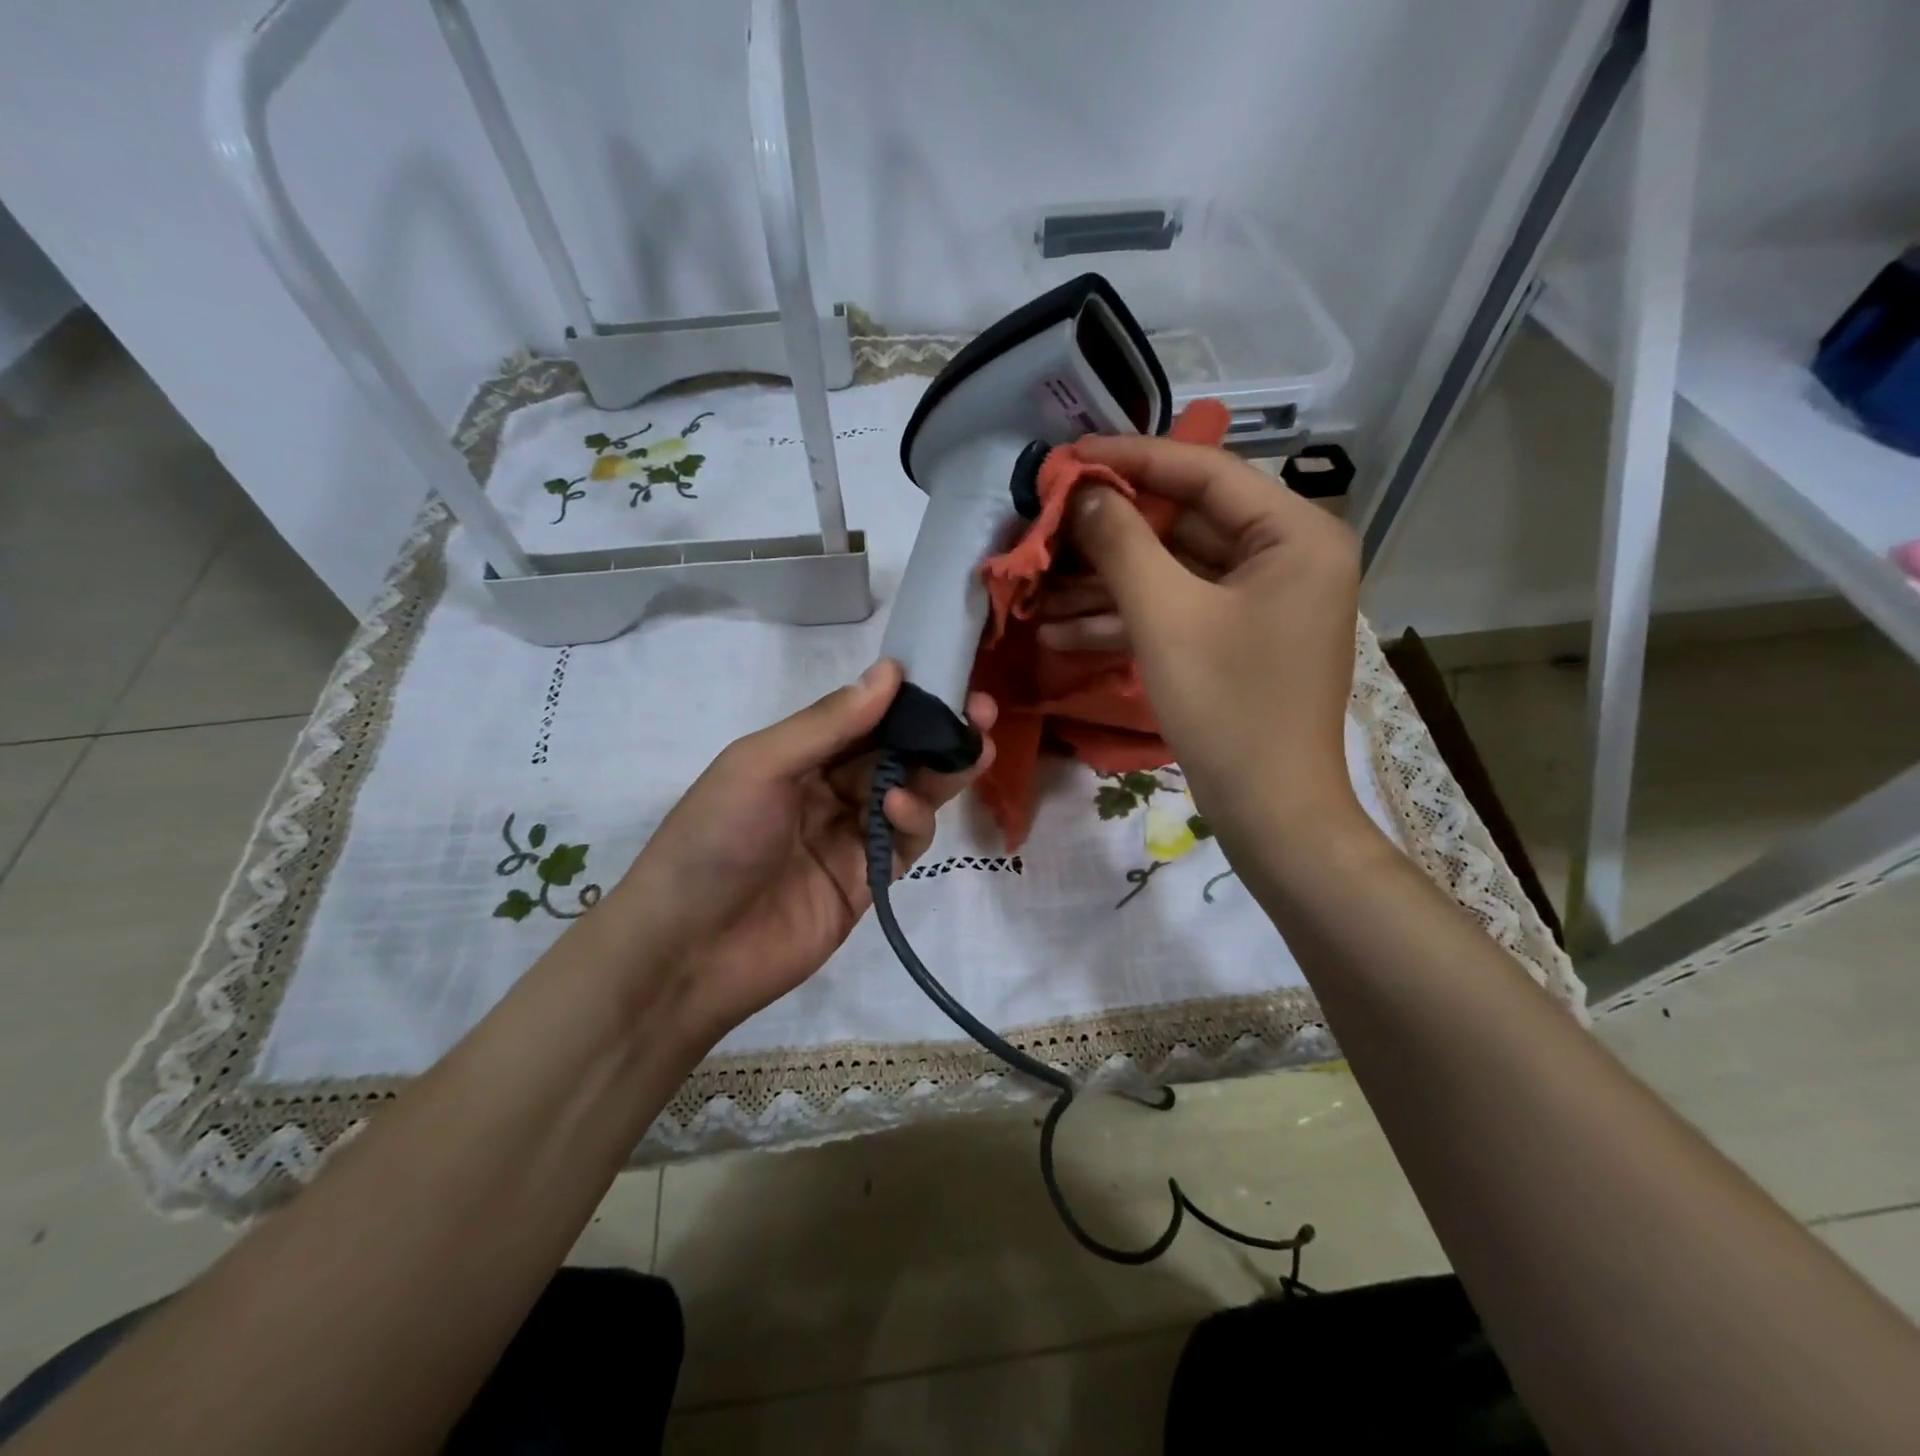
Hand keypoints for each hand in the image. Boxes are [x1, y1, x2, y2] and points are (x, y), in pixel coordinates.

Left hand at [608, 660, 995, 1046]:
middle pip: (895, 755)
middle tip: (982, 713)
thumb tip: (890, 671)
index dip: (904, 698)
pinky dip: (913, 820)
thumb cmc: (714, 840)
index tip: (946, 677)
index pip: (862, 717)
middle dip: (937, 733)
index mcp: (797, 755)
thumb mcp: (761, 765)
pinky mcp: (868, 881)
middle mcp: (827, 790)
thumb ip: (828, 724)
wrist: (689, 951)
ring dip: (938, 772)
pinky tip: (901, 806)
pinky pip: (904, 842)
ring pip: (910, 795)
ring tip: (970, 751)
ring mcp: (850, 837)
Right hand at [1056, 437, 1361, 853]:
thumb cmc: (1228, 707)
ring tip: (1035, 594)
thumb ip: (1120, 542)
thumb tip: (1081, 490)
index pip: (1203, 472)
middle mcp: (1286, 555)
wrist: (1270, 812)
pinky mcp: (1237, 639)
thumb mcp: (1165, 616)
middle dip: (1106, 536)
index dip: (1129, 459)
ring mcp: (1261, 601)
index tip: (1066, 456)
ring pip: (1171, 573)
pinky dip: (1125, 620)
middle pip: (1181, 524)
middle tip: (1043, 527)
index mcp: (1294, 533)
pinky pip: (1177, 611)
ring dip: (1103, 587)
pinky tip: (1060, 633)